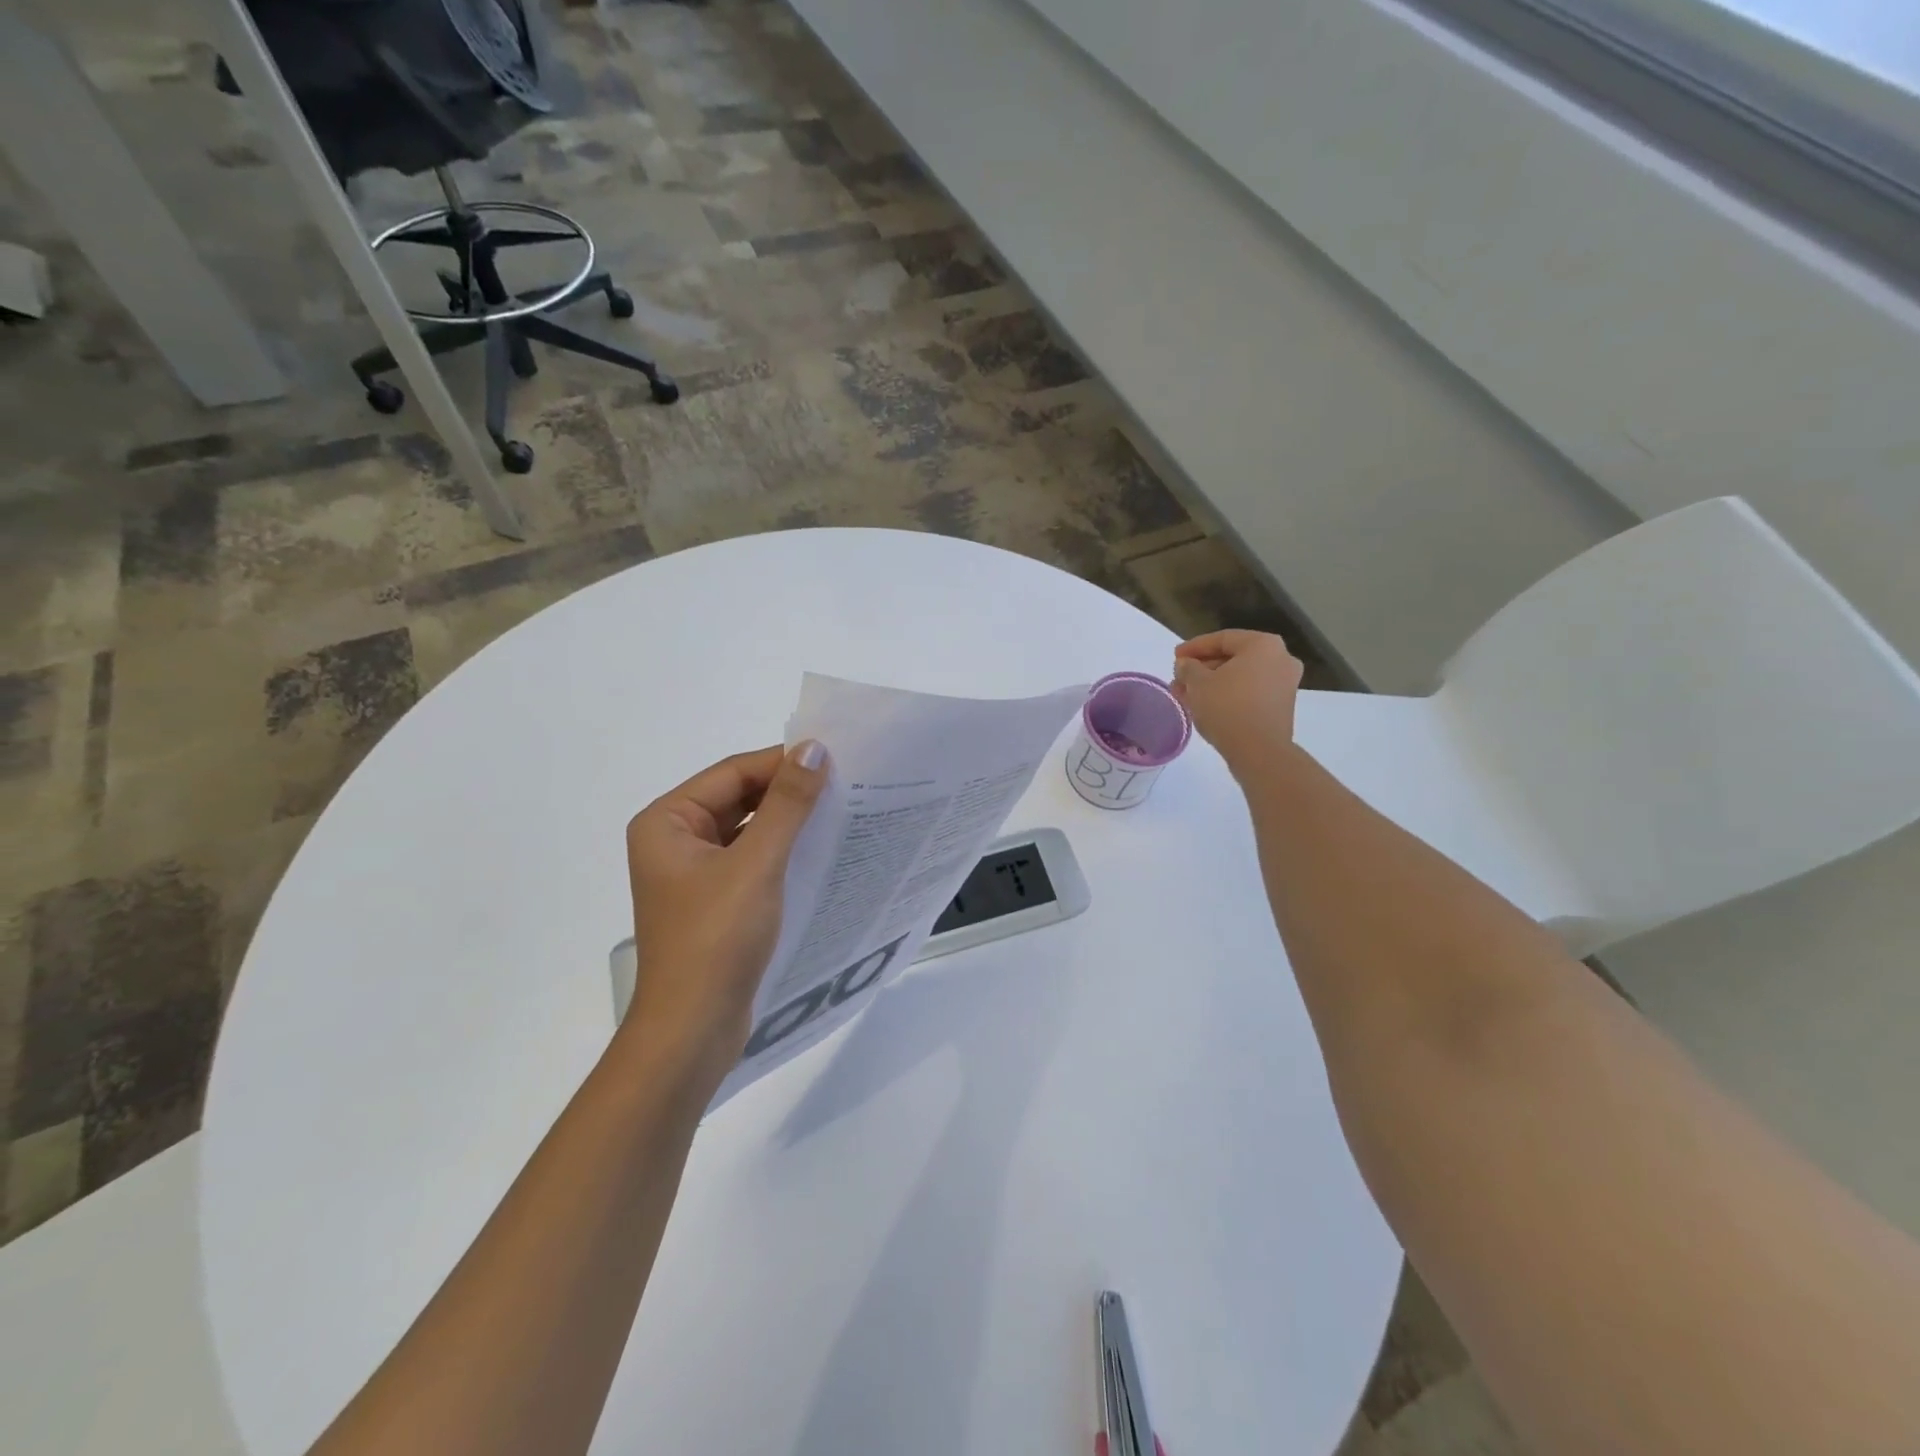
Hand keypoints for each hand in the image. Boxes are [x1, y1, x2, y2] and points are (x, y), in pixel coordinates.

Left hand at [622, 743, 828, 1081]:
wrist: (693, 1030)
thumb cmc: (716, 939)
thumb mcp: (757, 864)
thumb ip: (786, 804)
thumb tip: (814, 749)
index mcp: (667, 822)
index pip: (733, 773)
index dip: (782, 763)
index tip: (836, 760)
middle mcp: (675, 841)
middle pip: (739, 799)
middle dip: (788, 793)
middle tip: (845, 785)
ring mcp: (694, 874)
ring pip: (748, 831)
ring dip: (789, 824)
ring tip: (841, 813)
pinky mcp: (715, 902)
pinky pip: (752, 861)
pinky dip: (783, 854)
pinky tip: (821, 852)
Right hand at [1171, 630, 1304, 773]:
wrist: (1259, 751)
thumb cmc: (1227, 708)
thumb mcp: (1198, 683)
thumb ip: (1188, 667)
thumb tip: (1186, 664)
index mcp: (1263, 645)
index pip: (1222, 639)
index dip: (1194, 647)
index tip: (1174, 657)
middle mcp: (1280, 658)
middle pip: (1232, 658)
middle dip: (1202, 668)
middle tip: (1179, 678)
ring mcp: (1284, 683)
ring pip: (1240, 677)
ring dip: (1212, 683)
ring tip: (1186, 695)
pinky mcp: (1281, 706)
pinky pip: (1249, 692)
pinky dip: (1227, 695)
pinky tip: (1205, 705)